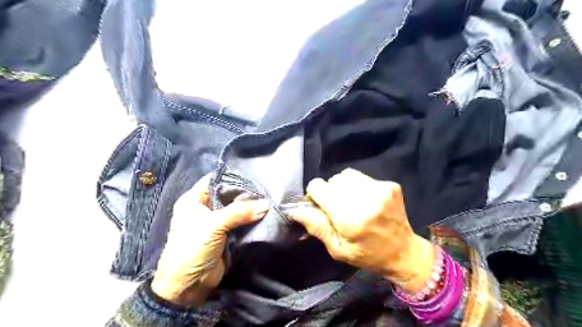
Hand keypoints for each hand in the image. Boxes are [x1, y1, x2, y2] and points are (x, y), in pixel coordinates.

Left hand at [148, 176, 268, 306]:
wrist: (188, 286)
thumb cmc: (192, 249)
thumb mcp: (213, 226)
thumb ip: (239, 212)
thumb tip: (266, 204)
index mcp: (194, 200)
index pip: (215, 180)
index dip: (232, 177)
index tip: (253, 176)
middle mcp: (205, 208)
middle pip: (228, 194)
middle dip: (245, 193)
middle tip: (265, 189)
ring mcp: (217, 221)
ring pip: (237, 208)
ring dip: (250, 207)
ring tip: (269, 199)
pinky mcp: (226, 234)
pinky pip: (241, 222)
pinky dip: (251, 219)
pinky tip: (265, 213)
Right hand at [288, 169, 433, 293]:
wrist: (405, 252)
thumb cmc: (367, 255)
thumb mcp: (337, 249)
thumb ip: (316, 226)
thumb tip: (295, 210)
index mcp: (351, 218)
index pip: (319, 187)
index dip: (315, 194)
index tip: (320, 205)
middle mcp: (366, 199)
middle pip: (333, 180)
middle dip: (330, 192)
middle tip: (338, 208)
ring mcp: (381, 189)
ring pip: (347, 175)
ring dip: (343, 187)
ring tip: (352, 202)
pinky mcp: (390, 185)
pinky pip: (362, 177)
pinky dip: (358, 186)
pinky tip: (366, 201)